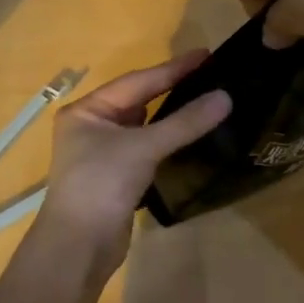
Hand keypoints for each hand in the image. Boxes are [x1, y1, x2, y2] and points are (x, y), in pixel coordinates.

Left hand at [33, 52, 230, 280]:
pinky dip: (168, 140)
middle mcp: (92, 126)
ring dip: (173, 116)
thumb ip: (184, 122)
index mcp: (87, 110)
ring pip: (144, 126)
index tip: (206, 54)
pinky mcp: (117, 177)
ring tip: (207, 100)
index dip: (173, 68)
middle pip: (139, 100)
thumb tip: (226, 97)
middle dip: (173, 88)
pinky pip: (147, 149)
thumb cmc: (101, 185)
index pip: (137, 81)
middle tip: (211, 74)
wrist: (78, 248)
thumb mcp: (142, 148)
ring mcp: (104, 153)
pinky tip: (191, 136)